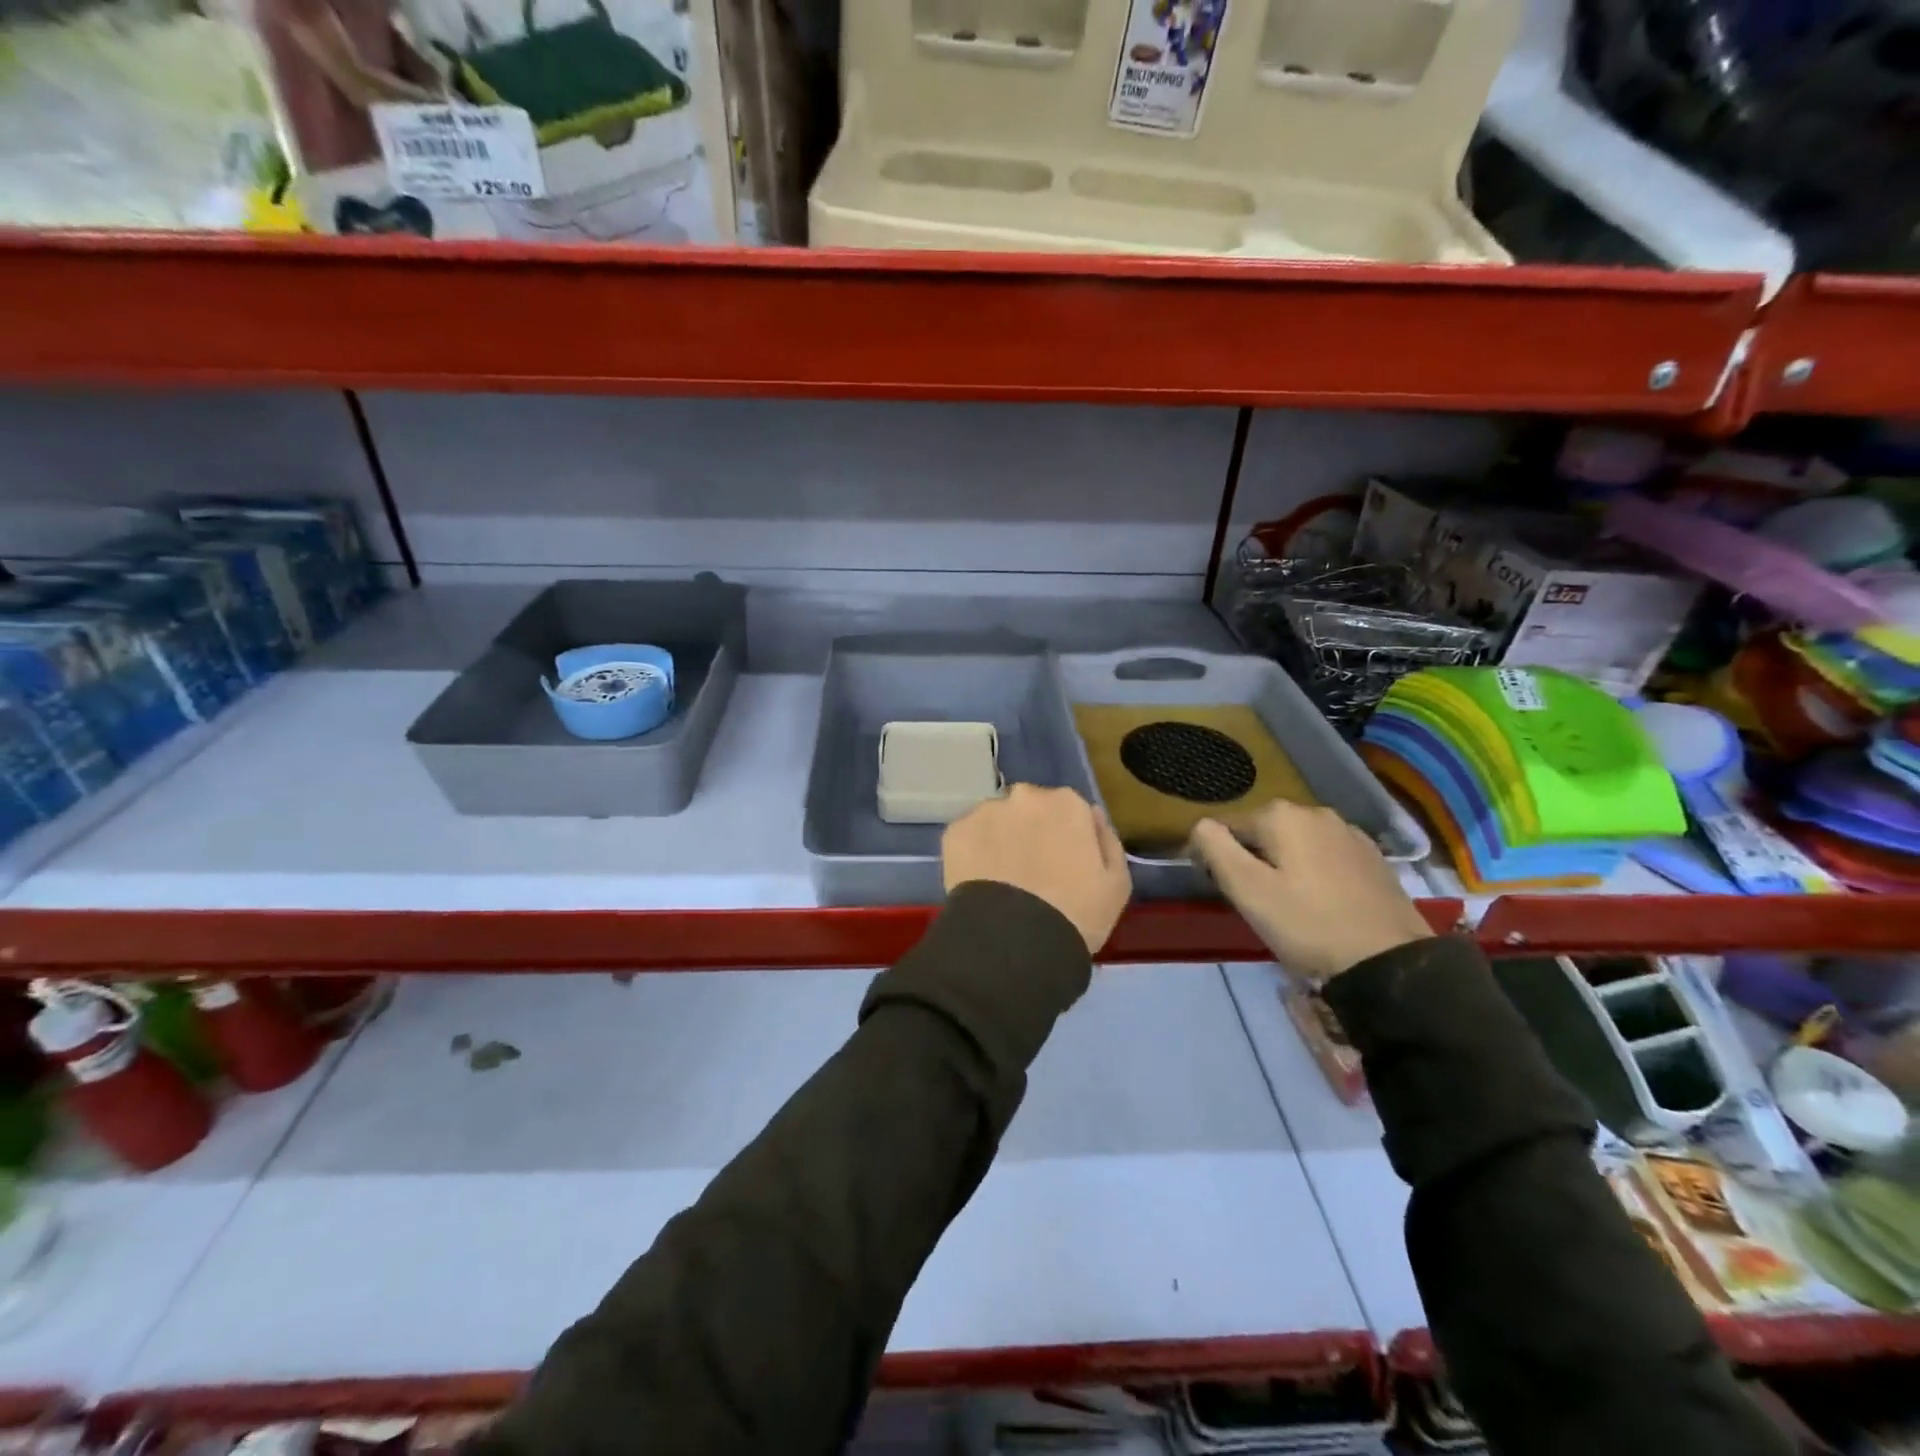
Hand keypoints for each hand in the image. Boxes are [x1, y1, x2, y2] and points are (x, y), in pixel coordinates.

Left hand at [943, 785, 1132, 953]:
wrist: (1016, 941)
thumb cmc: (1077, 914)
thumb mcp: (1117, 884)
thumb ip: (1107, 841)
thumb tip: (1094, 816)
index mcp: (1068, 803)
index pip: (1069, 811)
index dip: (1066, 838)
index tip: (1063, 864)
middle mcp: (1025, 796)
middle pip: (1030, 809)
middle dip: (1031, 831)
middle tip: (1031, 872)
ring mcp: (986, 811)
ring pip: (996, 820)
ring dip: (1000, 839)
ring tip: (1002, 880)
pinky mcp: (955, 832)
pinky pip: (968, 838)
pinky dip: (973, 854)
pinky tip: (980, 882)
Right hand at [1188, 802, 1431, 982]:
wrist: (1391, 962)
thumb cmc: (1308, 924)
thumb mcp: (1248, 890)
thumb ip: (1216, 849)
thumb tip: (1201, 824)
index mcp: (1281, 815)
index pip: (1226, 826)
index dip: (1214, 856)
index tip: (1219, 890)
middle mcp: (1315, 811)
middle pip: (1262, 831)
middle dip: (1251, 858)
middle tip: (1253, 901)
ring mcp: (1349, 832)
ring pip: (1296, 842)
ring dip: (1283, 864)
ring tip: (1286, 904)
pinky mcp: (1372, 857)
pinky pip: (1326, 855)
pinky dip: (1314, 871)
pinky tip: (1321, 901)